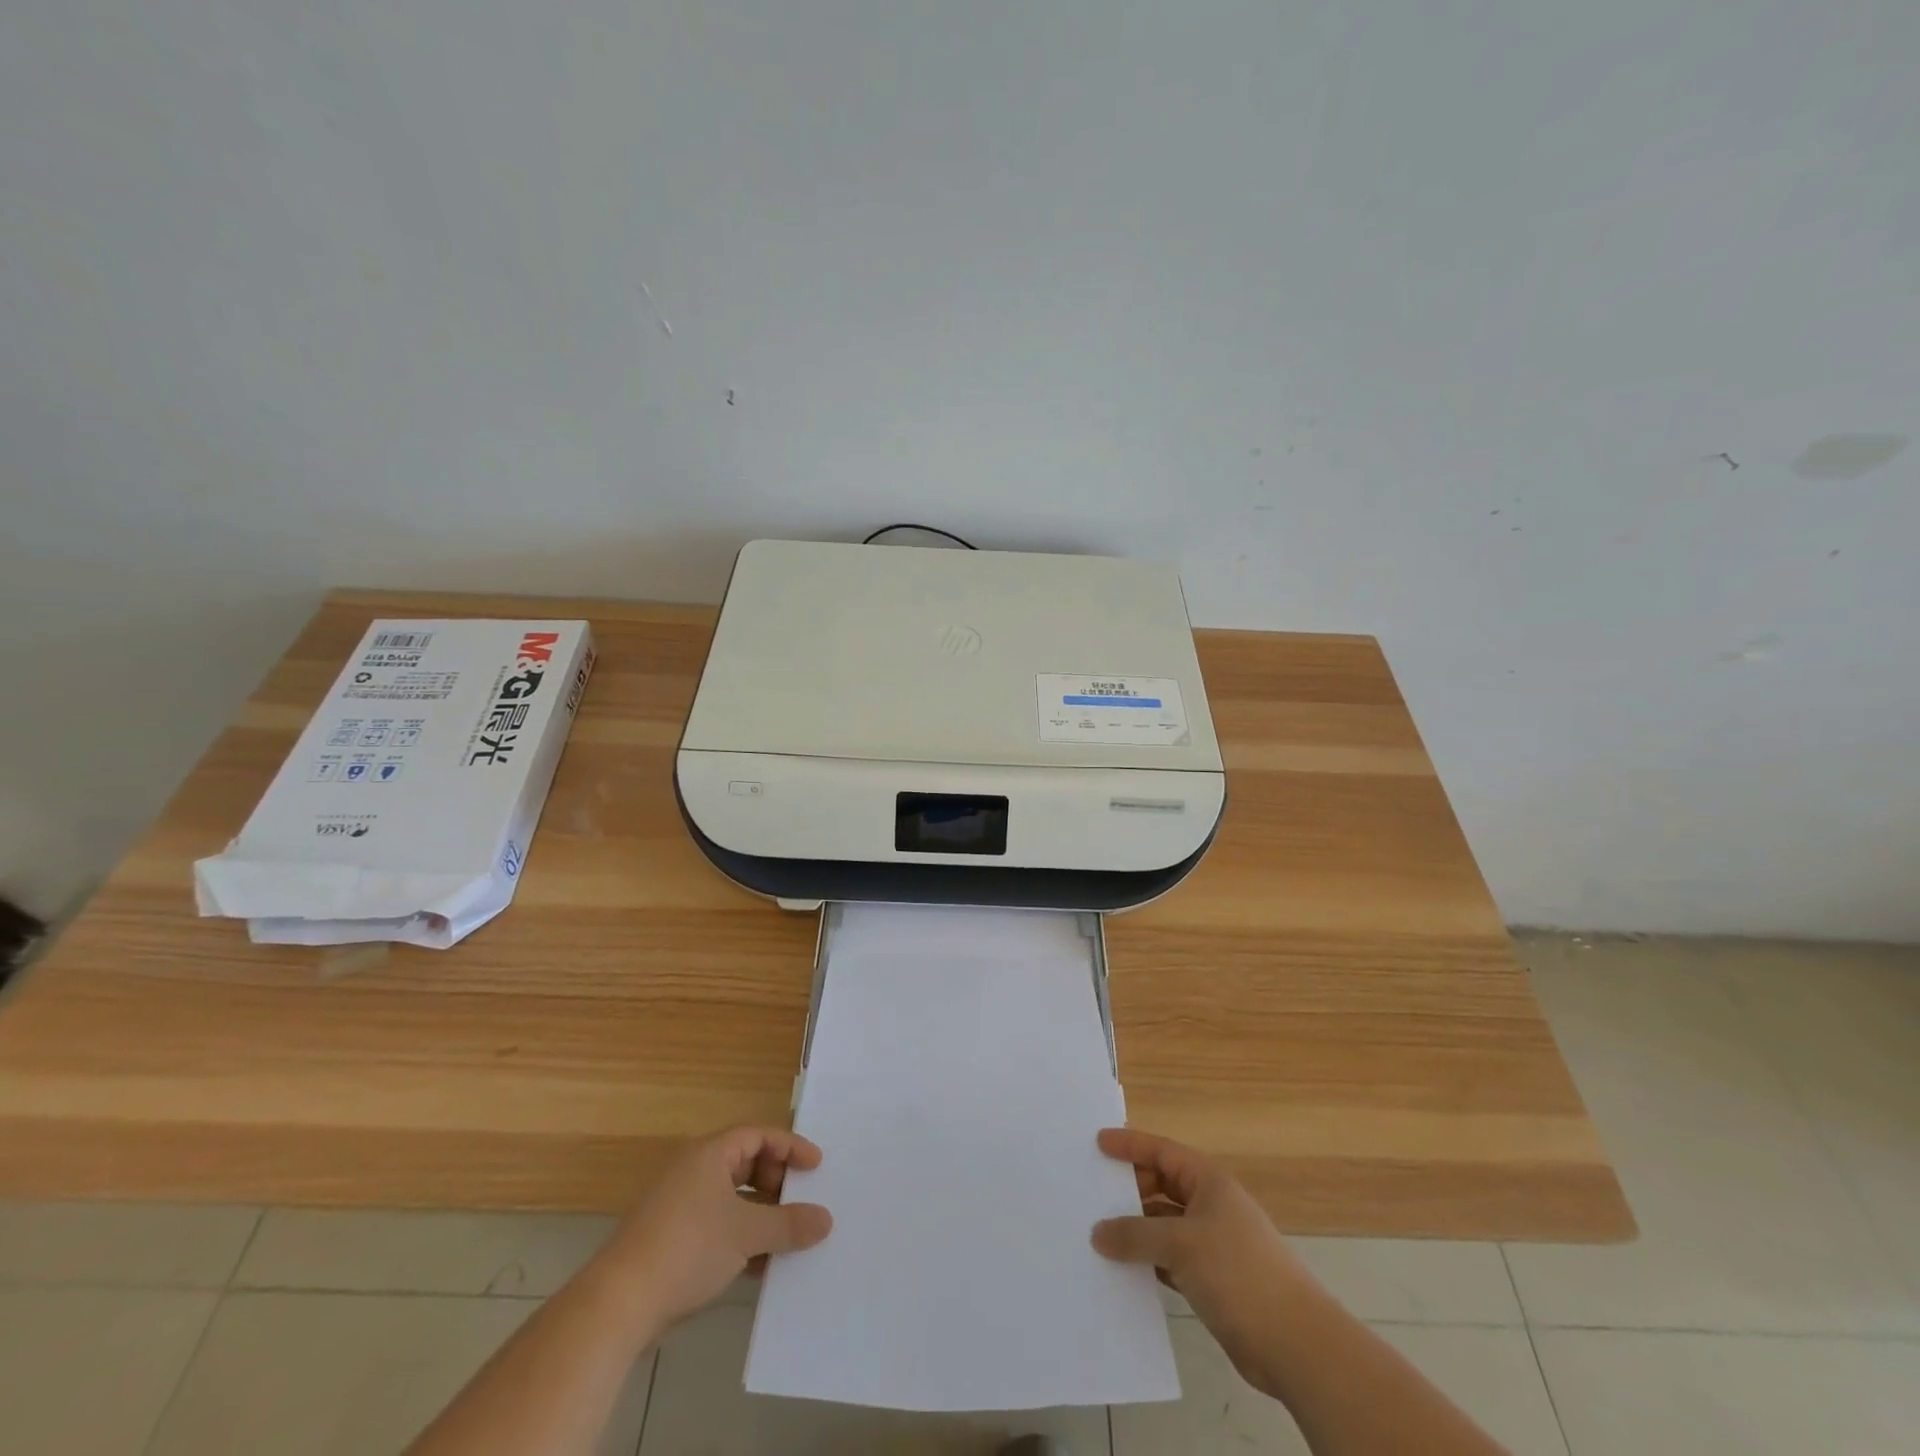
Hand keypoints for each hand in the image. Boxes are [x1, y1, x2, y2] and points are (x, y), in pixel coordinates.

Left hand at [595, 1126, 832, 1329]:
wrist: (618, 1304)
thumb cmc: (688, 1248)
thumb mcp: (747, 1234)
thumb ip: (790, 1224)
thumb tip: (826, 1219)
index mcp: (710, 1154)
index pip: (759, 1135)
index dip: (790, 1147)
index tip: (816, 1166)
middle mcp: (694, 1170)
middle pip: (746, 1164)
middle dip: (777, 1182)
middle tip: (802, 1200)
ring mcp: (679, 1205)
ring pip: (732, 1199)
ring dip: (761, 1215)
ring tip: (788, 1236)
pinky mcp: (671, 1239)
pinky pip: (717, 1226)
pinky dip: (741, 1238)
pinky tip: (759, 1266)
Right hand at [1091, 1128, 1312, 1390]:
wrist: (1296, 1344)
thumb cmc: (1238, 1273)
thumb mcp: (1180, 1245)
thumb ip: (1135, 1235)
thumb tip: (1098, 1232)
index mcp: (1208, 1181)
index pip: (1162, 1151)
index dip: (1130, 1145)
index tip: (1098, 1143)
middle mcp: (1211, 1205)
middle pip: (1162, 1185)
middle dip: (1130, 1189)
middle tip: (1093, 1194)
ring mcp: (1214, 1243)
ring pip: (1165, 1225)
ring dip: (1137, 1229)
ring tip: (1100, 1234)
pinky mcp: (1214, 1279)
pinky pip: (1172, 1258)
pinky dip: (1150, 1261)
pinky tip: (1126, 1271)